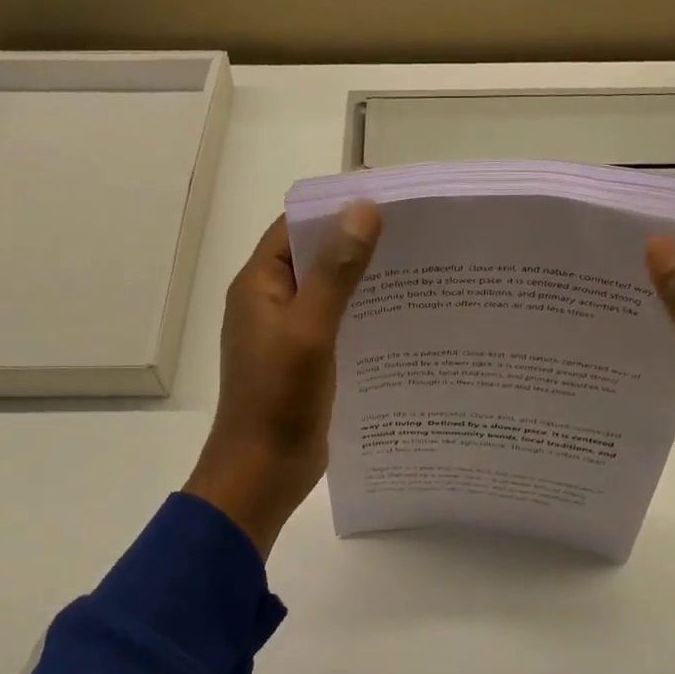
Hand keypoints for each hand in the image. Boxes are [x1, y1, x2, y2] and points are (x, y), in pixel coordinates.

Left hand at [185, 203, 381, 555]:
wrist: (262, 473)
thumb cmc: (279, 399)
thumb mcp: (310, 330)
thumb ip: (336, 272)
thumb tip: (363, 209)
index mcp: (259, 286)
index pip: (296, 228)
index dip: (335, 210)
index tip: (386, 200)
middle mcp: (269, 303)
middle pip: (314, 257)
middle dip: (356, 243)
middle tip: (412, 234)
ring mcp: (286, 334)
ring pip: (327, 292)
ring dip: (362, 280)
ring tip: (415, 269)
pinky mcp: (304, 361)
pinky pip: (334, 324)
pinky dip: (360, 314)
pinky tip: (399, 317)